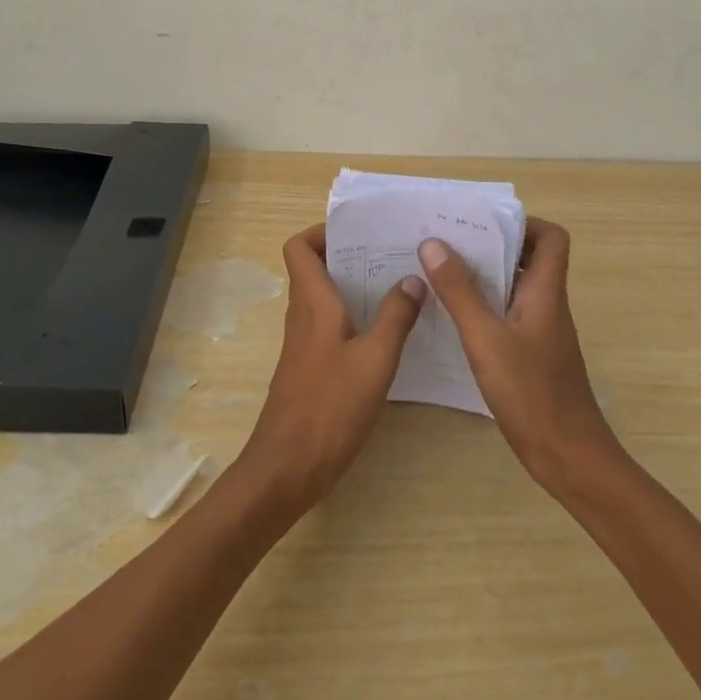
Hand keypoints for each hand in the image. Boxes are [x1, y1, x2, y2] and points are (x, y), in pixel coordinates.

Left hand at [238, 225, 425, 512]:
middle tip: (390, 254)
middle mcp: (303, 316)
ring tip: (396, 285)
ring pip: (324, 298)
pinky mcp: (310, 368)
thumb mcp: (375, 360)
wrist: (288, 468)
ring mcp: (304, 344)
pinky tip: (386, 333)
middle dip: (348, 255)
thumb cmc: (330, 406)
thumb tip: (412, 278)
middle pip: (314, 269)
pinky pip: (329, 326)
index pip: (298, 248)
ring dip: (353, 286)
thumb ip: (395, 317)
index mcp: (313, 303)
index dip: (321, 232)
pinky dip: (353, 318)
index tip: (359, 233)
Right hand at [418, 219, 620, 490]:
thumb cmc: (531, 392)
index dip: (524, 224)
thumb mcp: (486, 338)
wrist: (569, 457)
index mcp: (545, 292)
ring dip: (486, 276)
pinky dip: (486, 307)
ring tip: (442, 273)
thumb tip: (433, 243)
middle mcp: (548, 305)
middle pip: (530, 258)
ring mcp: (542, 332)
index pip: (552, 238)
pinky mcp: (533, 355)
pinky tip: (454, 319)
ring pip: (516, 288)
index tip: (484, 226)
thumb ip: (460, 292)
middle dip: (493, 246)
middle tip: (451, 244)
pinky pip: (509, 314)